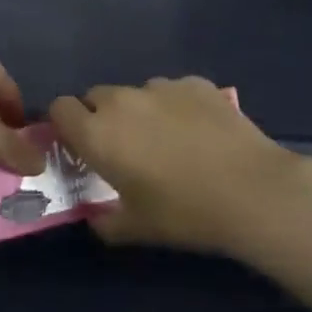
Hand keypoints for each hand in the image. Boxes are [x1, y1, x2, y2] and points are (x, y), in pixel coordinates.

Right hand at [48, 78, 311, 257]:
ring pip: (137, 93)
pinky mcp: (196, 83)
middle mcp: (123, 101)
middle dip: (102, 117)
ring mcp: (162, 87)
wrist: (251, 191)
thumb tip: (96, 218)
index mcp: (98, 134)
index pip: (60, 108)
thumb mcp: (136, 228)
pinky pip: (173, 91)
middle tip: (125, 148)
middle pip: (97, 96)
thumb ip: (104, 222)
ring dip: (140, 111)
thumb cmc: (184, 214)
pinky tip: (199, 132)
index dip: (66, 125)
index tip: (81, 146)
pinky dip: (176, 106)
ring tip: (168, 140)